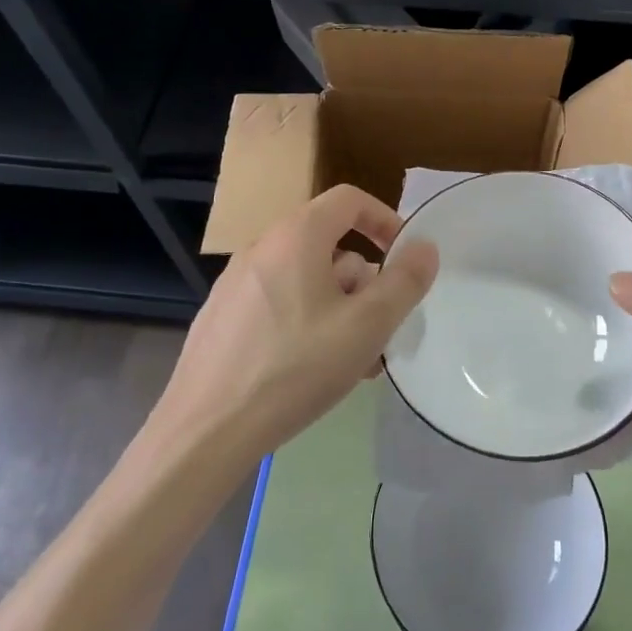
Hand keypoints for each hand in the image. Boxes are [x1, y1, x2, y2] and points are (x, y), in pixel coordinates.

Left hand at [155, 185, 439, 461]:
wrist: (206, 431)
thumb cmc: (296, 368)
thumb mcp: (366, 326)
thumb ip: (404, 282)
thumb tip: (425, 247)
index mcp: (297, 236)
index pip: (350, 199)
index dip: (385, 219)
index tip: (404, 257)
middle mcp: (262, 246)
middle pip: (328, 243)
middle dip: (363, 280)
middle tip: (380, 324)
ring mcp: (235, 282)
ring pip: (304, 278)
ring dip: (338, 306)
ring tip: (354, 358)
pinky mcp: (221, 315)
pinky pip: (277, 302)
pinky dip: (305, 320)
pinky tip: (313, 369)